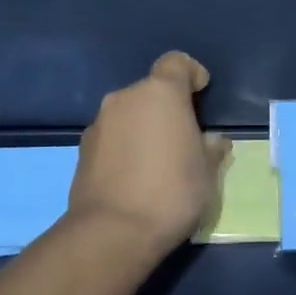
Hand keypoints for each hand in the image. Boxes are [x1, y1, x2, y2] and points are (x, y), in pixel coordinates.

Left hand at [70, 52, 229, 251]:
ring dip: (144, 128)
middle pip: (151, 91)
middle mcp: (125, 99)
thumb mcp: (207, 173)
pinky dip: (125, 147)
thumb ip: (211, 149)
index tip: (202, 93)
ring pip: (129, 114)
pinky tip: (135, 177)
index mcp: (161, 93)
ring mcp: (99, 123)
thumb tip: (212, 141)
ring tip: (158, 162)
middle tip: (184, 138)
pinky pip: (112, 137)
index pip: (176, 62)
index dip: (191, 72)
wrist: (113, 232)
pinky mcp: (82, 149)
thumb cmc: (172, 193)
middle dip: (167, 108)